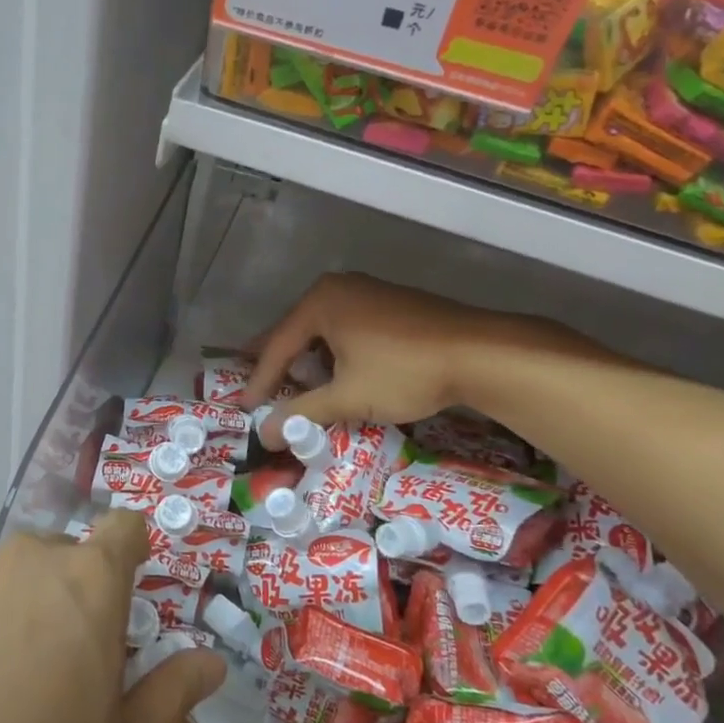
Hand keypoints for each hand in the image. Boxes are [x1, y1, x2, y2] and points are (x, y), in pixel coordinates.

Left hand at [0, 509, 226, 722]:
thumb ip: (172, 691)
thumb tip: (211, 663)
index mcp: (88, 580)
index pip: (124, 527)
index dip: (133, 557)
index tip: (129, 607)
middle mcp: (31, 561)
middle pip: (72, 557)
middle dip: (84, 595)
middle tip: (79, 667)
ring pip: (25, 579)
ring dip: (36, 611)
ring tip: (23, 688)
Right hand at [238, 273, 595, 442]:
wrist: (479, 352)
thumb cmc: (404, 371)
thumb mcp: (348, 397)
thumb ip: (302, 413)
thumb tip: (264, 434)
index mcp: (320, 302)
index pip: (277, 345)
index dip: (259, 380)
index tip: (244, 408)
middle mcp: (339, 287)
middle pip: (296, 330)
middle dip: (277, 362)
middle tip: (256, 386)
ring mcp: (367, 291)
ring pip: (323, 328)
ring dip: (307, 358)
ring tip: (291, 382)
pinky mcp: (391, 303)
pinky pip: (346, 326)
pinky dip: (333, 351)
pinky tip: (336, 370)